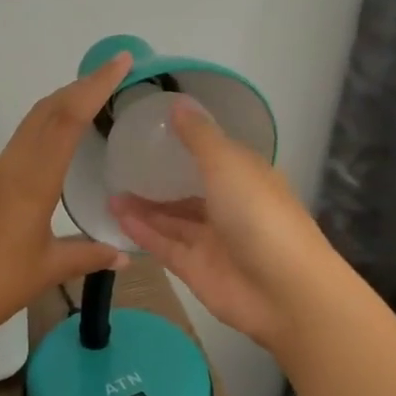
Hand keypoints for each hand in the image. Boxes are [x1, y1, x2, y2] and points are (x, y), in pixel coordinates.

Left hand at [0, 52, 134, 341]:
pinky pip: (21, 144)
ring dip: (60, 105)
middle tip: (112, 74)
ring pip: (30, 125)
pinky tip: (56, 144)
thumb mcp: (48, 269)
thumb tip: (123, 255)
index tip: (120, 62)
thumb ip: (88, 256)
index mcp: (32, 179)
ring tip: (90, 99)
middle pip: (46, 111)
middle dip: (79, 87)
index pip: (67, 119)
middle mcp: (12, 167)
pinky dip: (45, 128)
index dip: (95, 87)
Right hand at [109, 101, 342, 352]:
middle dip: (159, 180)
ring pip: (172, 219)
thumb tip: (178, 103)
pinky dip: (143, 231)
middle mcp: (230, 207)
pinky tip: (117, 216)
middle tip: (122, 166)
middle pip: (189, 190)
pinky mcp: (195, 269)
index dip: (186, 143)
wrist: (284, 293)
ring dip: (144, 207)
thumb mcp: (228, 165)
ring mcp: (212, 241)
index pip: (214, 155)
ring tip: (111, 192)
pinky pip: (164, 245)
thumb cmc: (260, 216)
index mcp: (246, 177)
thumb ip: (199, 137)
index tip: (152, 132)